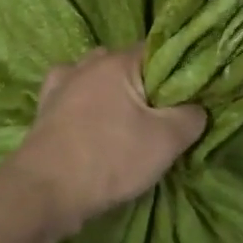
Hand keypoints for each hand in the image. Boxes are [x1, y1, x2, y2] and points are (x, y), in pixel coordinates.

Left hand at [10, 45, 205, 239]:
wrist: (44, 191)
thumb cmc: (110, 158)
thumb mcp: (166, 141)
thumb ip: (191, 117)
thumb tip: (197, 109)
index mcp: (117, 61)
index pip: (157, 50)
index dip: (177, 70)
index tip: (189, 94)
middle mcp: (87, 64)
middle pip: (126, 64)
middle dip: (145, 84)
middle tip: (162, 113)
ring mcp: (60, 85)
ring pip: (97, 80)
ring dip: (112, 94)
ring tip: (127, 121)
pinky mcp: (44, 110)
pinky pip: (73, 98)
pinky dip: (85, 106)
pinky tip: (94, 123)